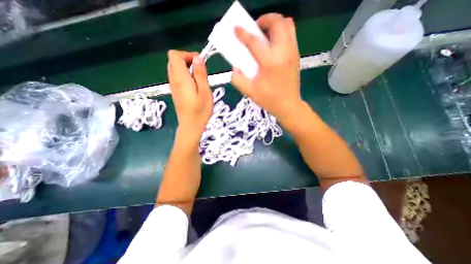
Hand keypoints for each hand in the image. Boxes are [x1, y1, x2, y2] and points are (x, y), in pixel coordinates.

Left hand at [168, 50, 213, 139]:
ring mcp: (173, 86)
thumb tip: (197, 59)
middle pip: (174, 60)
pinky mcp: (175, 92)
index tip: (200, 63)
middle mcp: (173, 80)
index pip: (175, 55)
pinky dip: (186, 76)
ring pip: (176, 69)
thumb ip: (200, 74)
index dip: (187, 55)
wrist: (191, 126)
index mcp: (180, 79)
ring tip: (200, 80)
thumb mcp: (205, 92)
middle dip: (188, 61)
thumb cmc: (200, 111)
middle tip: (201, 72)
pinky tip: (195, 86)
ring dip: (188, 69)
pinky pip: (178, 77)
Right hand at [231, 14, 300, 120]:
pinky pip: (291, 34)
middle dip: (264, 19)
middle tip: (255, 29)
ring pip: (287, 24)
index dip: (243, 33)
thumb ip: (238, 79)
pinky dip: (281, 32)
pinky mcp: (296, 55)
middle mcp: (284, 53)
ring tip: (264, 34)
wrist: (288, 105)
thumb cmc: (269, 100)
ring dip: (274, 24)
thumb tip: (235, 67)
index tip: (236, 28)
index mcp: (270, 63)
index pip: (255, 41)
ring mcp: (293, 52)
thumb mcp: (249, 92)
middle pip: (277, 22)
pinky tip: (273, 44)